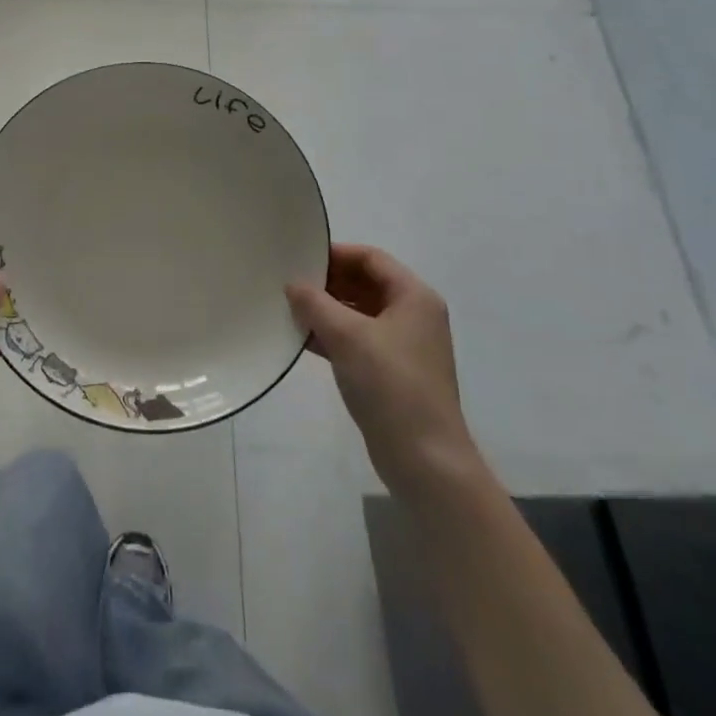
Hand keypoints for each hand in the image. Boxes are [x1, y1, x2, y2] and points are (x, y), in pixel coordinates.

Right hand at [285, 244, 477, 490]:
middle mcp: (413, 315)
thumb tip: (293, 284)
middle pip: (365, 284)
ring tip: (289, 309)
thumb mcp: (348, 337)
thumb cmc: (391, 385)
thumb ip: (315, 304)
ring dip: (327, 310)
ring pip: (359, 313)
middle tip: (289, 283)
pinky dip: (332, 335)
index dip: (336, 254)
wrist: (425, 460)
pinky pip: (358, 340)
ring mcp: (404, 346)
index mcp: (413, 297)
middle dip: (328, 283)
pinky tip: (302, 339)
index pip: (371, 258)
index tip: (300, 257)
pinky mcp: (392, 372)